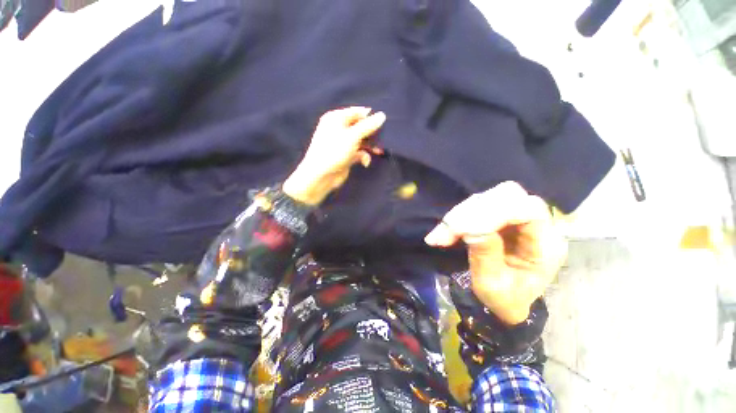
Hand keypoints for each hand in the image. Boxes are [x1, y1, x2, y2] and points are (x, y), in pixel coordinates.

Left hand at [283, 107, 385, 204]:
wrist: (321, 176)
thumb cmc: (334, 151)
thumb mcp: (352, 136)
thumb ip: (368, 126)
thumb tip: (382, 115)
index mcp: (336, 118)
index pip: (357, 112)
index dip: (370, 117)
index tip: (383, 123)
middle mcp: (339, 129)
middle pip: (360, 127)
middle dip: (372, 134)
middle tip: (383, 138)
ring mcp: (343, 143)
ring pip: (361, 141)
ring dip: (370, 146)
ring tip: (379, 151)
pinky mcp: (346, 156)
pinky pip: (359, 153)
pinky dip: (363, 156)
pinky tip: (365, 162)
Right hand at [425, 182, 566, 324]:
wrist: (506, 301)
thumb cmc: (504, 299)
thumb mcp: (492, 285)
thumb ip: (484, 254)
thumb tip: (469, 227)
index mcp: (546, 246)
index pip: (529, 210)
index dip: (496, 211)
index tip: (464, 229)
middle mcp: (537, 225)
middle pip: (508, 195)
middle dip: (472, 210)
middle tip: (448, 232)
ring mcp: (517, 218)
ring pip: (488, 197)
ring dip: (460, 214)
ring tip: (441, 236)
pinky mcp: (499, 218)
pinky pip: (477, 206)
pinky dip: (457, 217)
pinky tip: (444, 232)